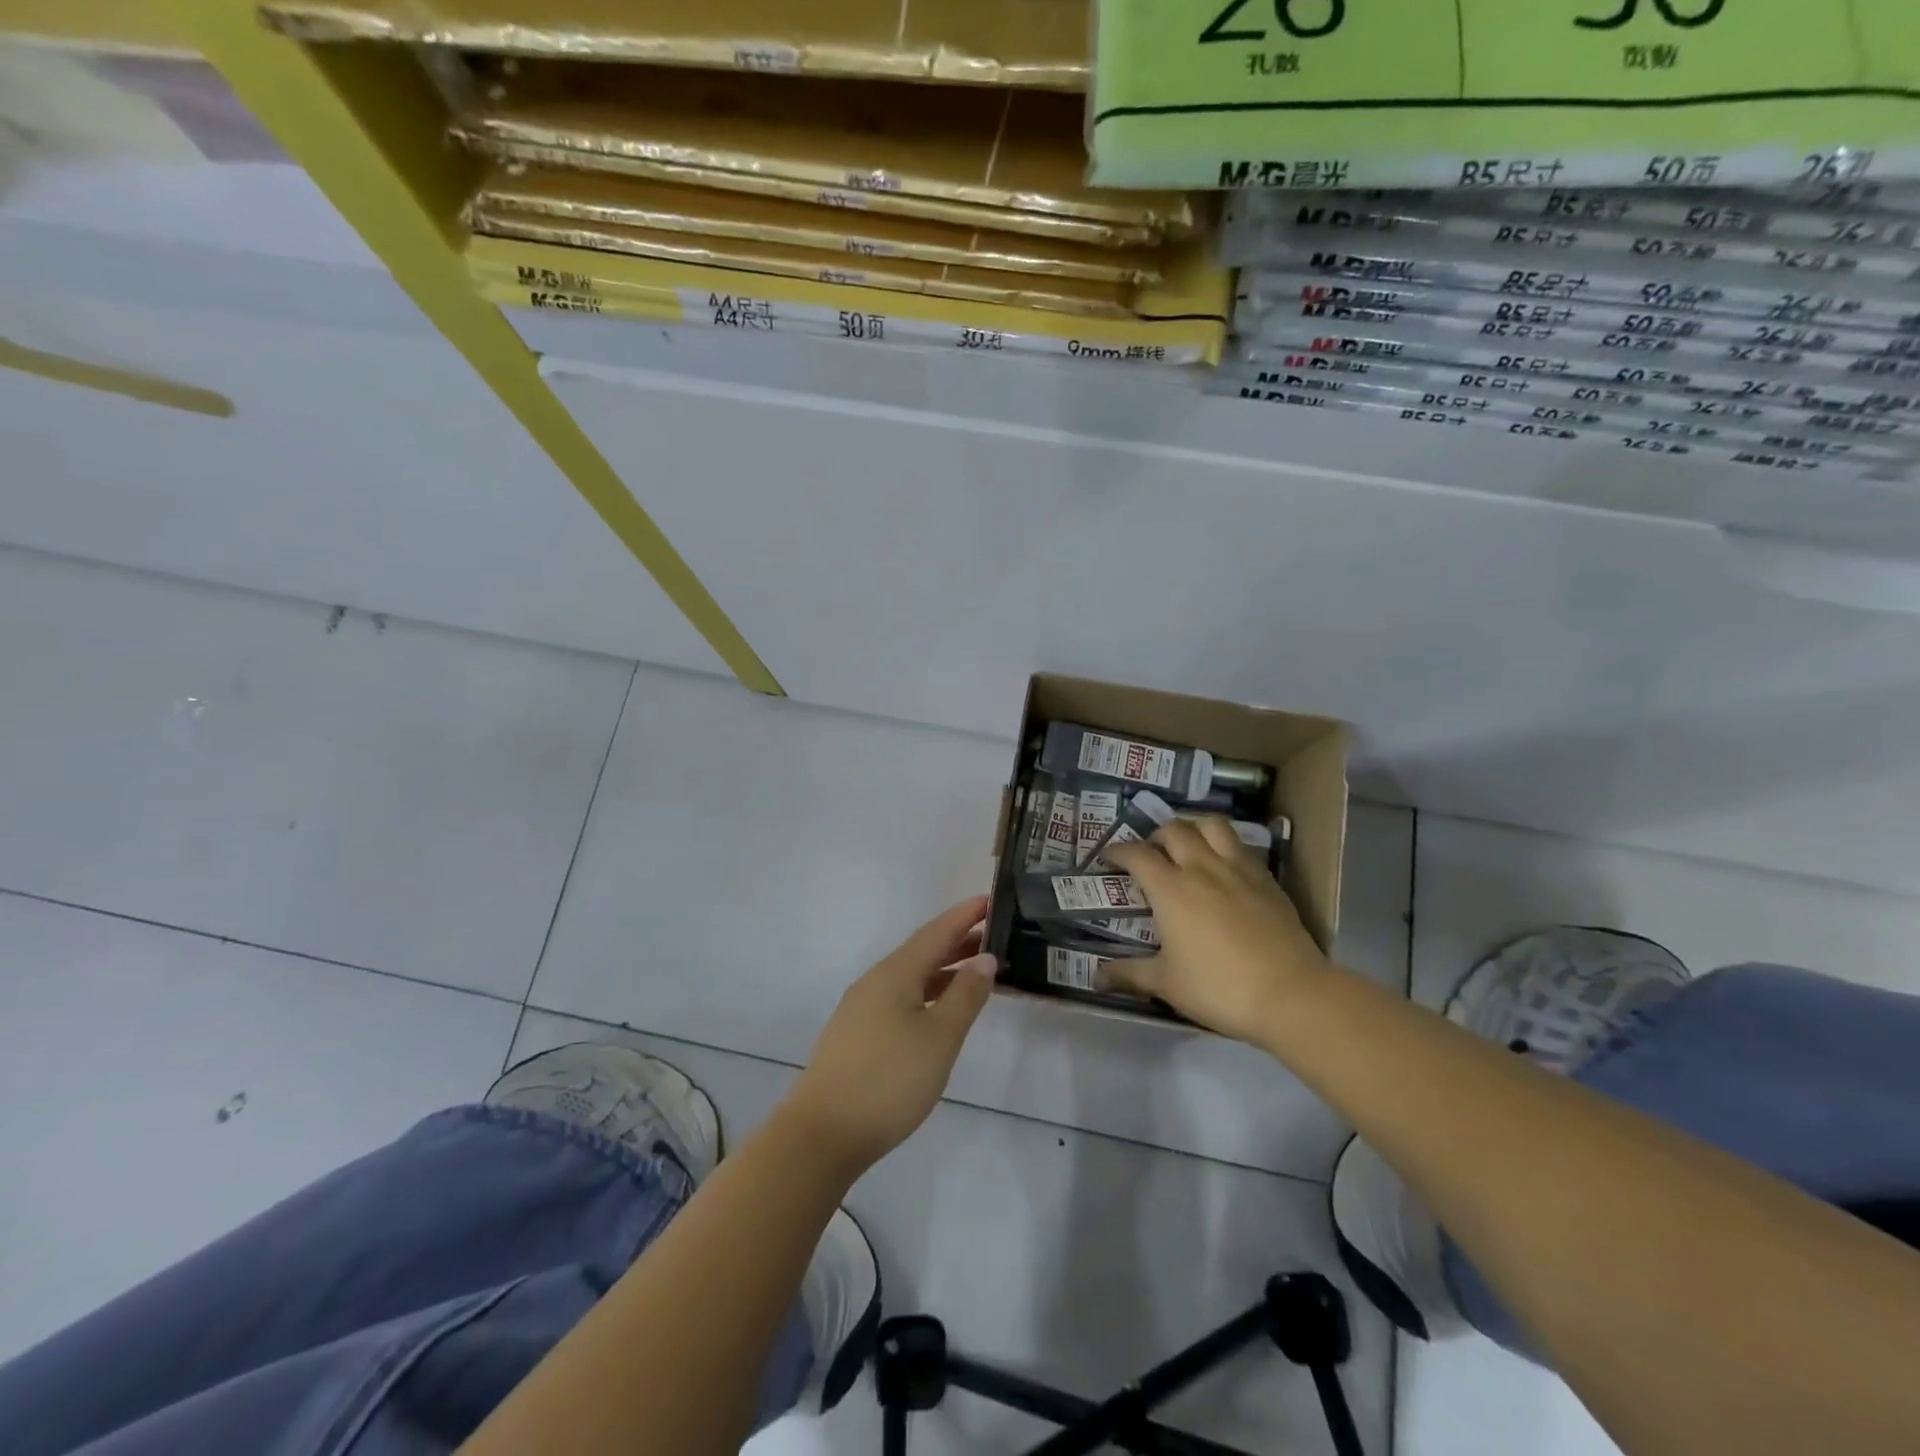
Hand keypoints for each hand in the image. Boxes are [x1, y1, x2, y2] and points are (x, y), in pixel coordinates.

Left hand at [780, 897, 997, 1178]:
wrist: (823, 1134)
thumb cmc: (889, 1080)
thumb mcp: (939, 1037)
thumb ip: (965, 995)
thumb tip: (984, 957)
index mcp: (895, 973)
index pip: (936, 932)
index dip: (964, 915)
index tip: (991, 900)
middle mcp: (875, 982)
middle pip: (922, 951)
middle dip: (958, 941)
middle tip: (995, 935)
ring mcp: (862, 1009)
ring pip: (911, 977)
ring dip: (944, 969)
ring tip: (977, 972)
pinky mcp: (857, 1035)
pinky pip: (901, 998)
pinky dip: (928, 993)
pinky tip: (940, 1011)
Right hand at [1105, 820, 1331, 1044]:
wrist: (1291, 994)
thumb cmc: (1219, 988)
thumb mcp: (1166, 984)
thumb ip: (1129, 975)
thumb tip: (1096, 978)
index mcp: (1171, 888)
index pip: (1136, 854)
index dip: (1118, 851)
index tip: (1107, 858)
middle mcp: (1202, 867)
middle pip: (1174, 829)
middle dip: (1156, 836)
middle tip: (1150, 855)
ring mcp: (1239, 869)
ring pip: (1212, 825)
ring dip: (1194, 828)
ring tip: (1189, 848)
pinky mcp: (1267, 880)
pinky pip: (1241, 847)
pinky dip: (1225, 848)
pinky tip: (1224, 871)